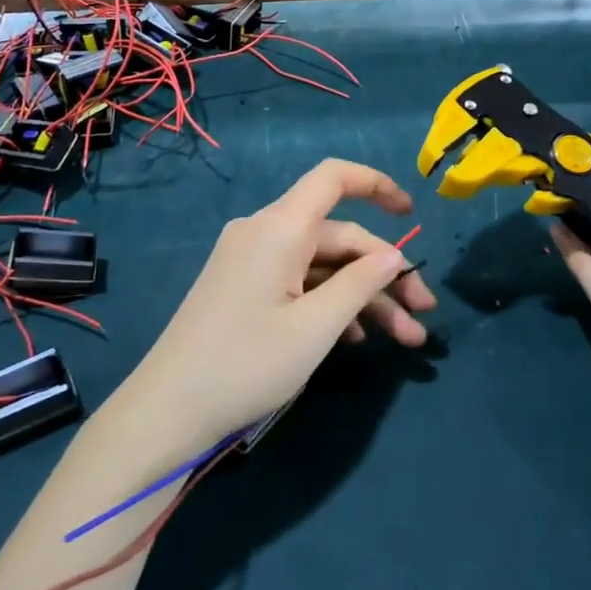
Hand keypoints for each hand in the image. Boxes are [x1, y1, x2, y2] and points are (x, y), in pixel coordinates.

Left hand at [121, 159, 436, 451]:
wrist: (167, 411)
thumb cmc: (245, 365)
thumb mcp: (314, 328)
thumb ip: (359, 284)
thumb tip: (392, 255)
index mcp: (279, 228)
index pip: (333, 178)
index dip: (376, 185)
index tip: (412, 214)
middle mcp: (264, 233)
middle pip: (337, 235)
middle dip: (384, 272)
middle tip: (423, 316)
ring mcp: (251, 261)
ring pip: (321, 264)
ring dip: (363, 296)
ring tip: (404, 339)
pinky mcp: (243, 287)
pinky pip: (297, 281)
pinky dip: (330, 303)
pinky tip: (355, 338)